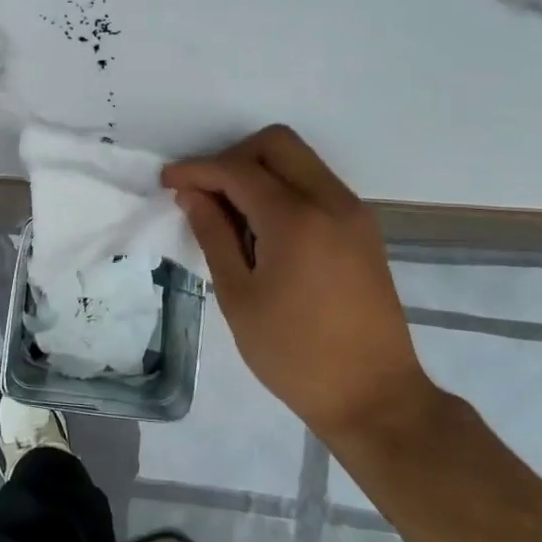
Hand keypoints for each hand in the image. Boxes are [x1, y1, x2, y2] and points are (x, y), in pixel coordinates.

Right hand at [162, 126, 430, 444]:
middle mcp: (331, 201)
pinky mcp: (363, 230)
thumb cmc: (294, 354)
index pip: (238, 170)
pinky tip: (264, 229)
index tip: (167, 182)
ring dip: (260, 172)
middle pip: (277, 144)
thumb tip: (192, 195)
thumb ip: (213, 235)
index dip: (197, 170)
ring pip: (300, 161)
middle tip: (205, 192)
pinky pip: (317, 186)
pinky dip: (284, 190)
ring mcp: (354, 213)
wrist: (374, 397)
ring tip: (231, 215)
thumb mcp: (239, 297)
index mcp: (296, 219)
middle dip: (232, 157)